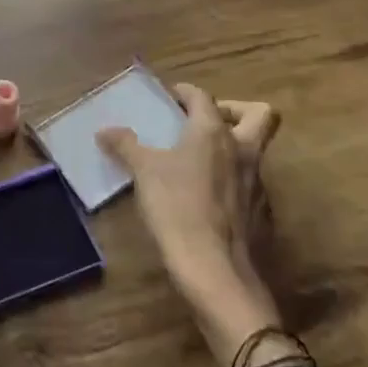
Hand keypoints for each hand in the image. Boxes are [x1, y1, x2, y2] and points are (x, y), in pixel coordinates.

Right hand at [98, 88, 287, 366]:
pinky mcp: (262, 215)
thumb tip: (106, 130)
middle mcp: (243, 151)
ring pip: (255, 152)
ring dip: (232, 149)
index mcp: (213, 133)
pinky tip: (206, 200)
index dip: (186, 93)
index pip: (204, 97)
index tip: (170, 97)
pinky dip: (232, 183)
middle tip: (205, 121)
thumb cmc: (178, 209)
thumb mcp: (143, 173)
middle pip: (261, 115)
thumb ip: (126, 146)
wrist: (216, 273)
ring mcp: (258, 184)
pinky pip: (250, 186)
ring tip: (197, 163)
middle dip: (236, 110)